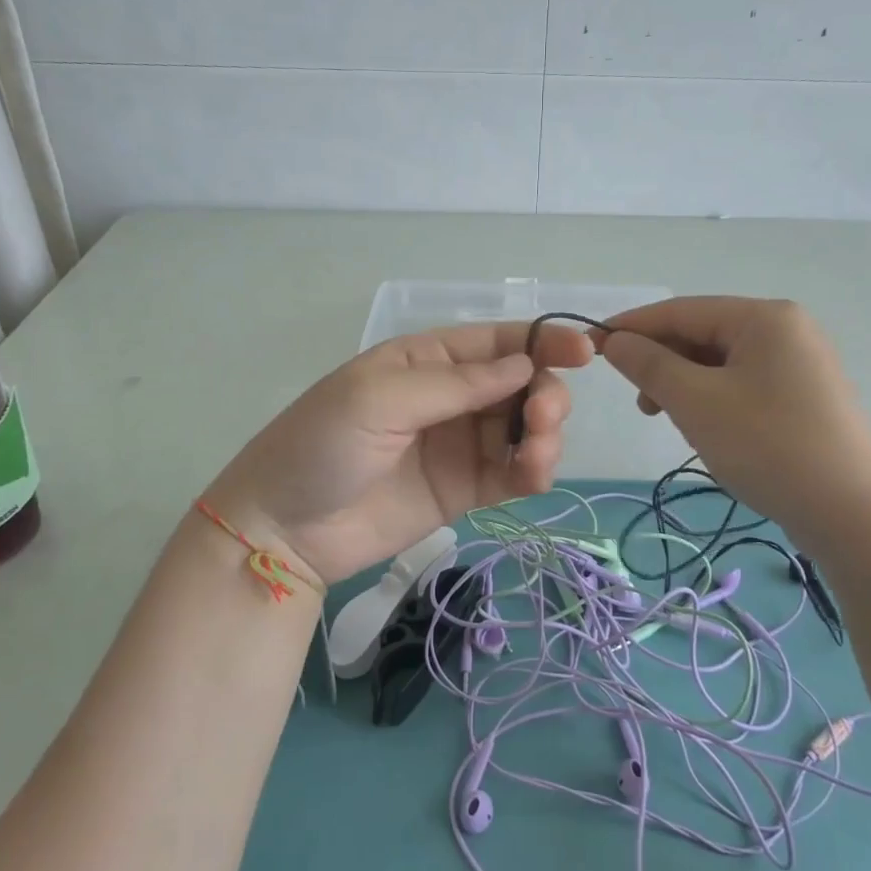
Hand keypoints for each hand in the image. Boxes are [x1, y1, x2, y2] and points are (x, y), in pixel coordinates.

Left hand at [201, 322, 593, 583]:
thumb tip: (524, 365)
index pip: (498, 341)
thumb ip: (456, 383)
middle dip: (545, 395)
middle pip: (522, 384)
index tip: (585, 354)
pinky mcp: (466, 489)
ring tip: (534, 454)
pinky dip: (535, 470)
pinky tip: (533, 475)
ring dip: (545, 434)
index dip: (543, 342)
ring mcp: (460, 444)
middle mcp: (451, 396)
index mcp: (427, 359)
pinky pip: (514, 472)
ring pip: (525, 428)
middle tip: (540, 420)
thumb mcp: (379, 398)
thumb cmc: (321, 445)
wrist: (284, 529)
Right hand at [597, 297, 870, 545]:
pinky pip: (743, 383)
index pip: (681, 310)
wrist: (853, 514)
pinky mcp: (805, 395)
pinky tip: (707, 428)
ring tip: (674, 421)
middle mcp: (786, 328)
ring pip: (721, 362)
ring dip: (686, 385)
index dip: (631, 326)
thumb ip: (650, 365)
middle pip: (703, 333)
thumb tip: (615, 340)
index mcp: (763, 317)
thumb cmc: (768, 446)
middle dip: (663, 363)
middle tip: (641, 404)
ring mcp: (800, 363)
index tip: (590, 346)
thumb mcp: (696, 402)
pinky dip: (713, 399)